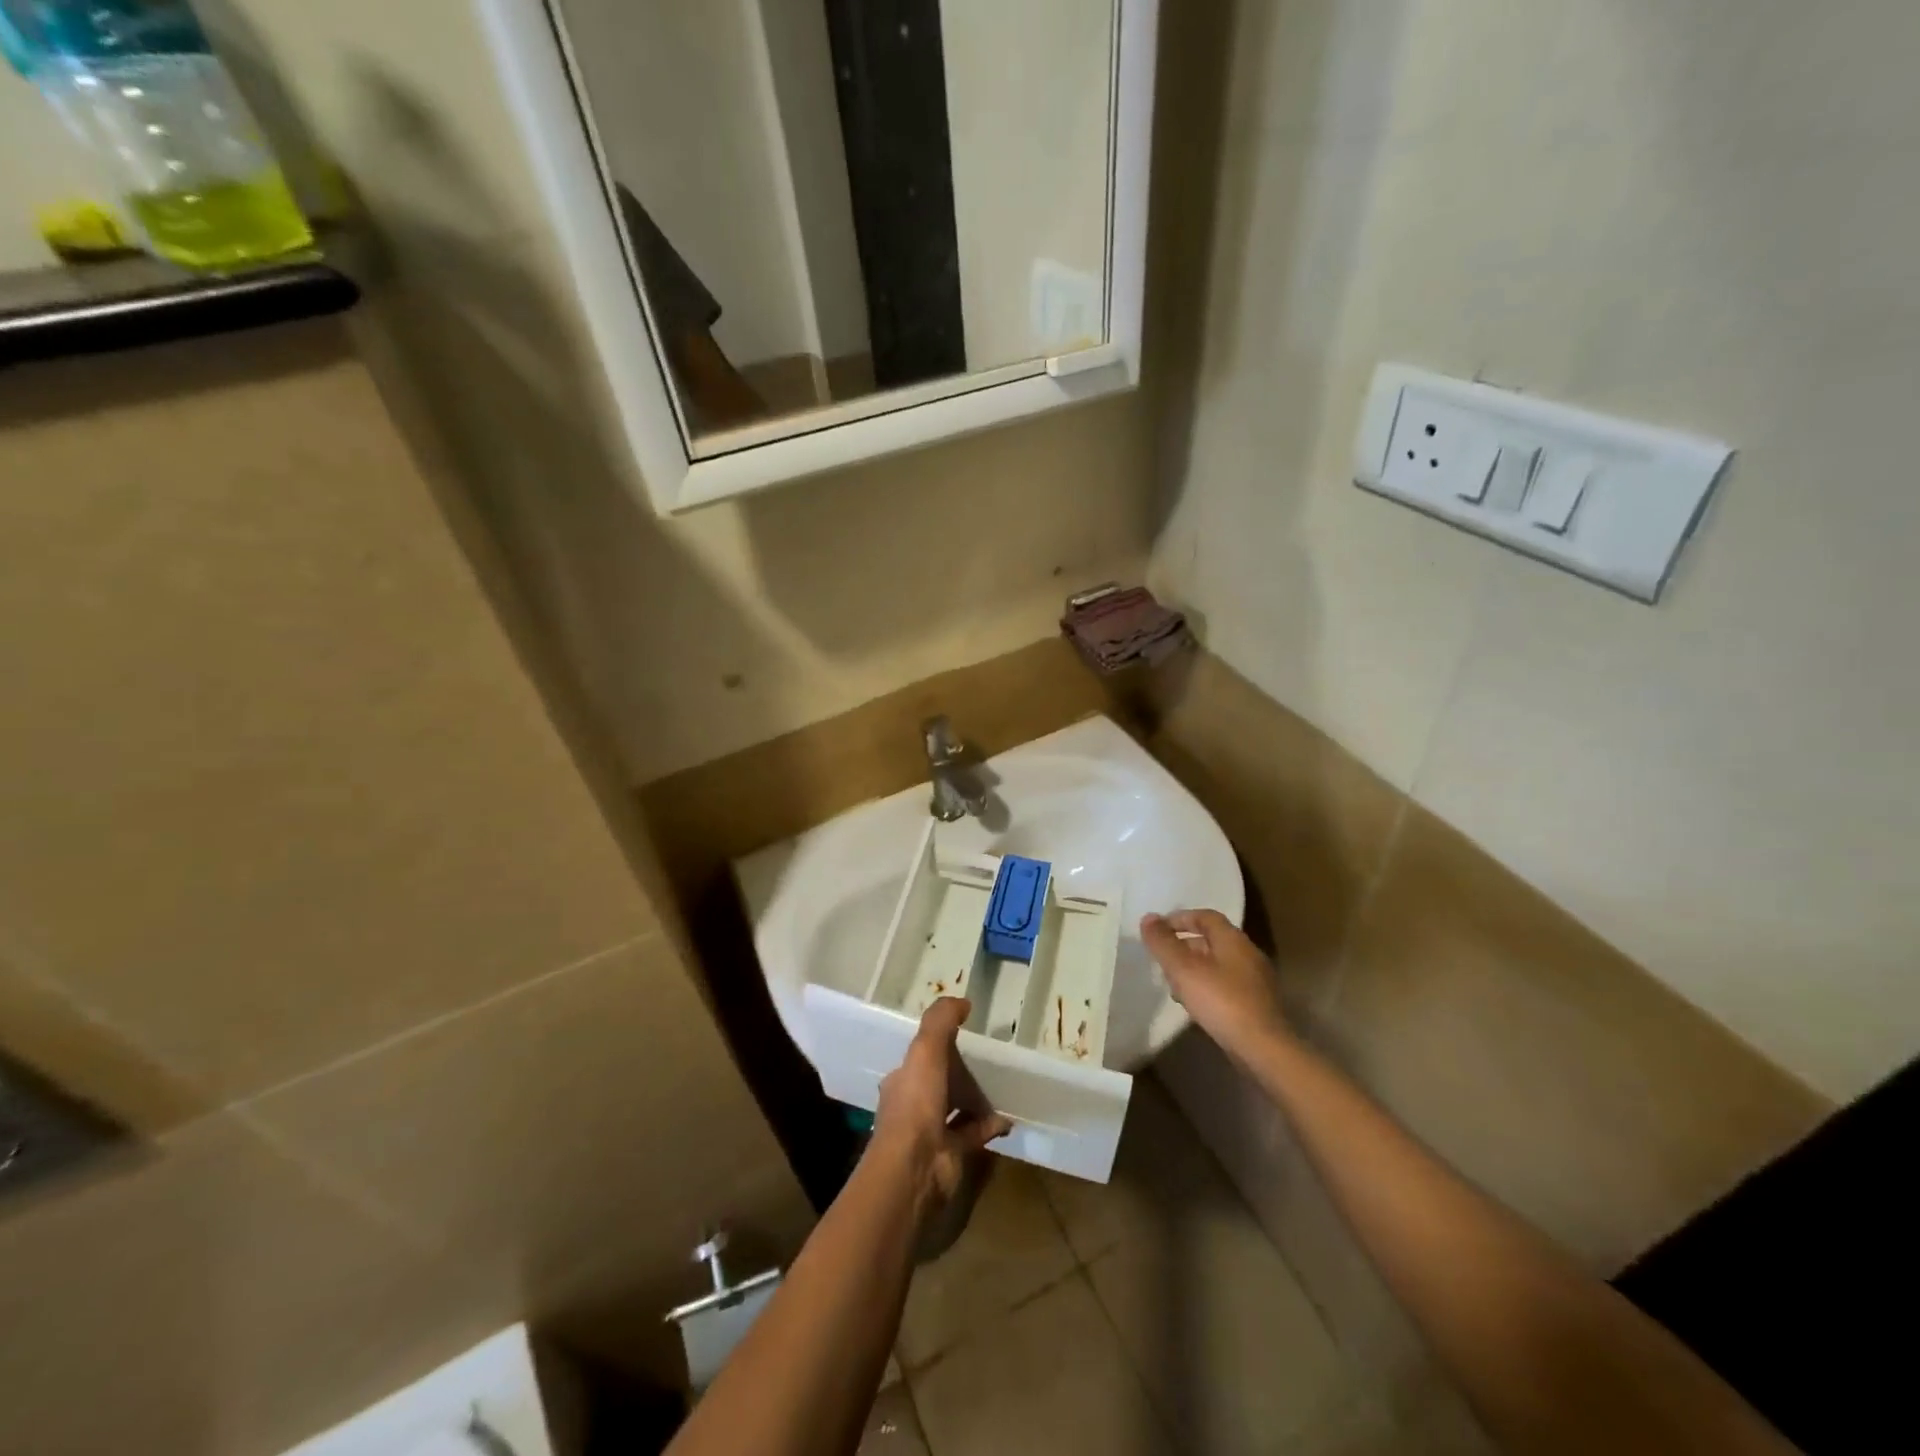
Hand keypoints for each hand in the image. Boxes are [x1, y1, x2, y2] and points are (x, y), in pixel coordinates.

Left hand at [872, 998, 1012, 1227]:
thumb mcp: (926, 1049)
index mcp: (902, 1080)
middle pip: (939, 1083)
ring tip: (1002, 1085)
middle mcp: (913, 1105)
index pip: (919, 1057)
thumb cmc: (917, 1102)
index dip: (937, 1045)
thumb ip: (941, 1020)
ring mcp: (932, 1132)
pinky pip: (974, 1133)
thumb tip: (963, 1002)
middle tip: (987, 1060)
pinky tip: (1008, 1116)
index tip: (962, 1034)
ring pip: (957, 1108)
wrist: (916, 1166)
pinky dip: (990, 1124)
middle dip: (959, 1073)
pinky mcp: (951, 1154)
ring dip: (977, 1099)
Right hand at [1141, 909, 1291, 1063]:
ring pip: (1217, 965)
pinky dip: (1206, 988)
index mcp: (1233, 940)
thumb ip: (1163, 943)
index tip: (1157, 930)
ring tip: (1172, 985)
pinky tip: (1193, 1006)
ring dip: (1193, 969)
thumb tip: (1148, 918)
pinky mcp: (1256, 1005)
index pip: (1205, 916)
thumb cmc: (1221, 1002)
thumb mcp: (1183, 969)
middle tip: (1161, 959)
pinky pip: (1225, 986)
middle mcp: (1248, 955)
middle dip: (1183, 946)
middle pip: (1211, 940)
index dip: (1179, 919)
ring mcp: (1255, 982)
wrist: (1264, 1050)